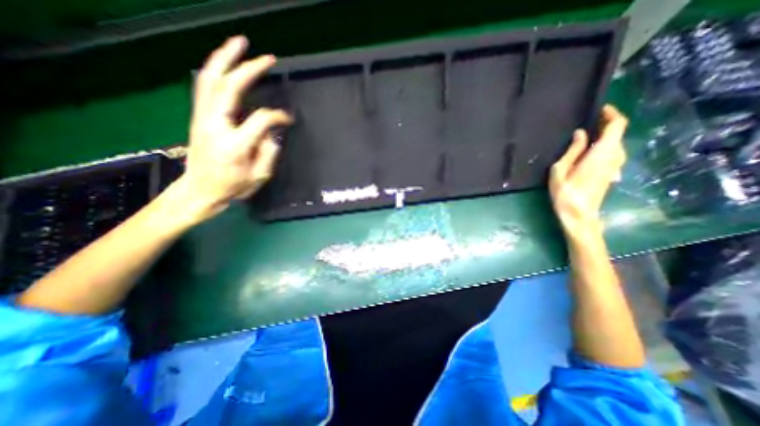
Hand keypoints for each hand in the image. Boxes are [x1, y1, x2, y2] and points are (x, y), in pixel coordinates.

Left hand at [175, 33, 293, 222]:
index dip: (278, 116)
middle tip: (267, 57)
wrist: (200, 190)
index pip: (261, 119)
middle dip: (249, 69)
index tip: (289, 119)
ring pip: (210, 79)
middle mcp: (216, 125)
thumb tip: (272, 132)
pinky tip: (225, 64)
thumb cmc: (233, 186)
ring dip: (225, 58)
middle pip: (229, 87)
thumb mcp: (260, 176)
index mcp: (235, 144)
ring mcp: (203, 118)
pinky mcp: (198, 116)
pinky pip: (205, 86)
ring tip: (239, 44)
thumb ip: (269, 152)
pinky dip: (215, 70)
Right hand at [550, 103, 626, 234]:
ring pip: (615, 143)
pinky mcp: (611, 172)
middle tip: (585, 122)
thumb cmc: (566, 192)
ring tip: (583, 135)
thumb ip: (573, 150)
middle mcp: (615, 155)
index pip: (617, 124)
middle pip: (617, 133)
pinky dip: (602, 146)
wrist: (578, 214)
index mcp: (604, 152)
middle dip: (604, 124)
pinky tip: (586, 150)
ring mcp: (615, 165)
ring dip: (602, 136)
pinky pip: (611, 152)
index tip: (597, 109)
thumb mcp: (561, 169)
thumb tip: (581, 133)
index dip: (610, 113)